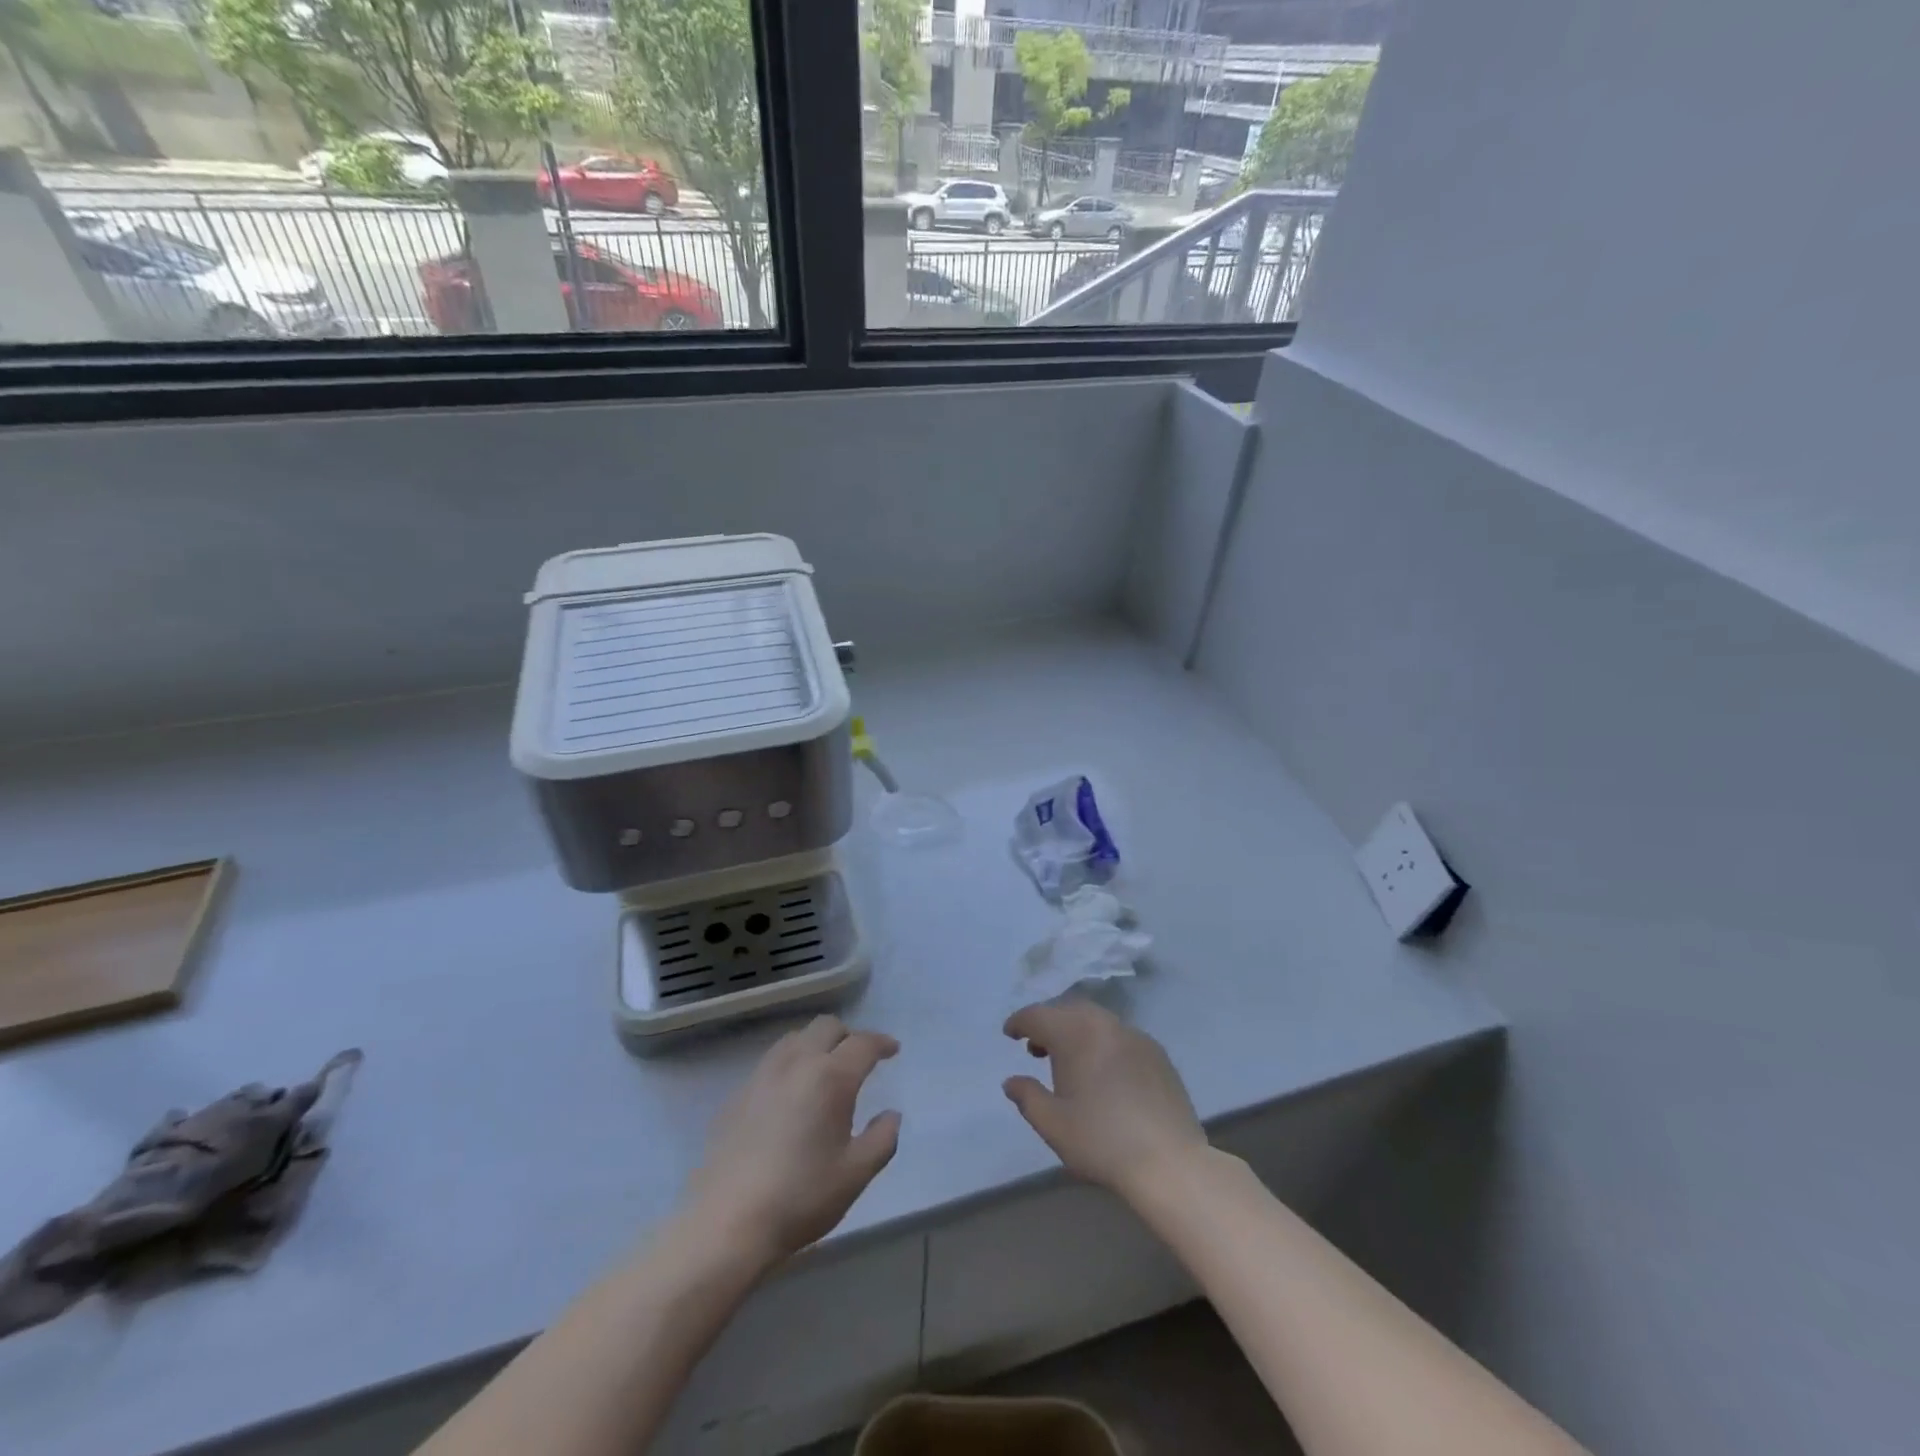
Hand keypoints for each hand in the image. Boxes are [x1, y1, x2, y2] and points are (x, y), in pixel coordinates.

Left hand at [682, 1016, 901, 1266]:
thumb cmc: (800, 1197)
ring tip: (824, 1070)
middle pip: (826, 1026)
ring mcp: (762, 1076)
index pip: (862, 1043)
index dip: (881, 1043)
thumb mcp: (856, 1174)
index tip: (892, 1050)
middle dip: (848, 1036)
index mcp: (830, 1077)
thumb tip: (890, 1115)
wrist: (727, 1222)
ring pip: (795, 1039)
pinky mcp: (737, 1094)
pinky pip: (771, 1062)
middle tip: (859, 1059)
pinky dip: (790, 1065)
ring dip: (816, 1044)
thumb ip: (882, 1138)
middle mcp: (796, 1063)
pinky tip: (790, 1095)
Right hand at [1003, 999, 1207, 1200]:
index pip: (1039, 1015)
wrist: (1169, 1162)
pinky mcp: (1158, 1054)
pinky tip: (1105, 1074)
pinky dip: (1103, 1044)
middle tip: (1037, 1049)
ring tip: (1070, 1063)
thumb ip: (1027, 1097)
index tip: (1010, 1033)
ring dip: (1077, 1032)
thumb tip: (1012, 1081)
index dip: (1020, 1022)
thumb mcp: (1053, 1124)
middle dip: (1050, 1024)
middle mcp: (1105, 1024)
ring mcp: (1136, 1036)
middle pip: (1069, 1010)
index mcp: (1075, 1034)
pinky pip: (1120, 1037)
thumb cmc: (1102, 1141)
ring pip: (1097, 1021)